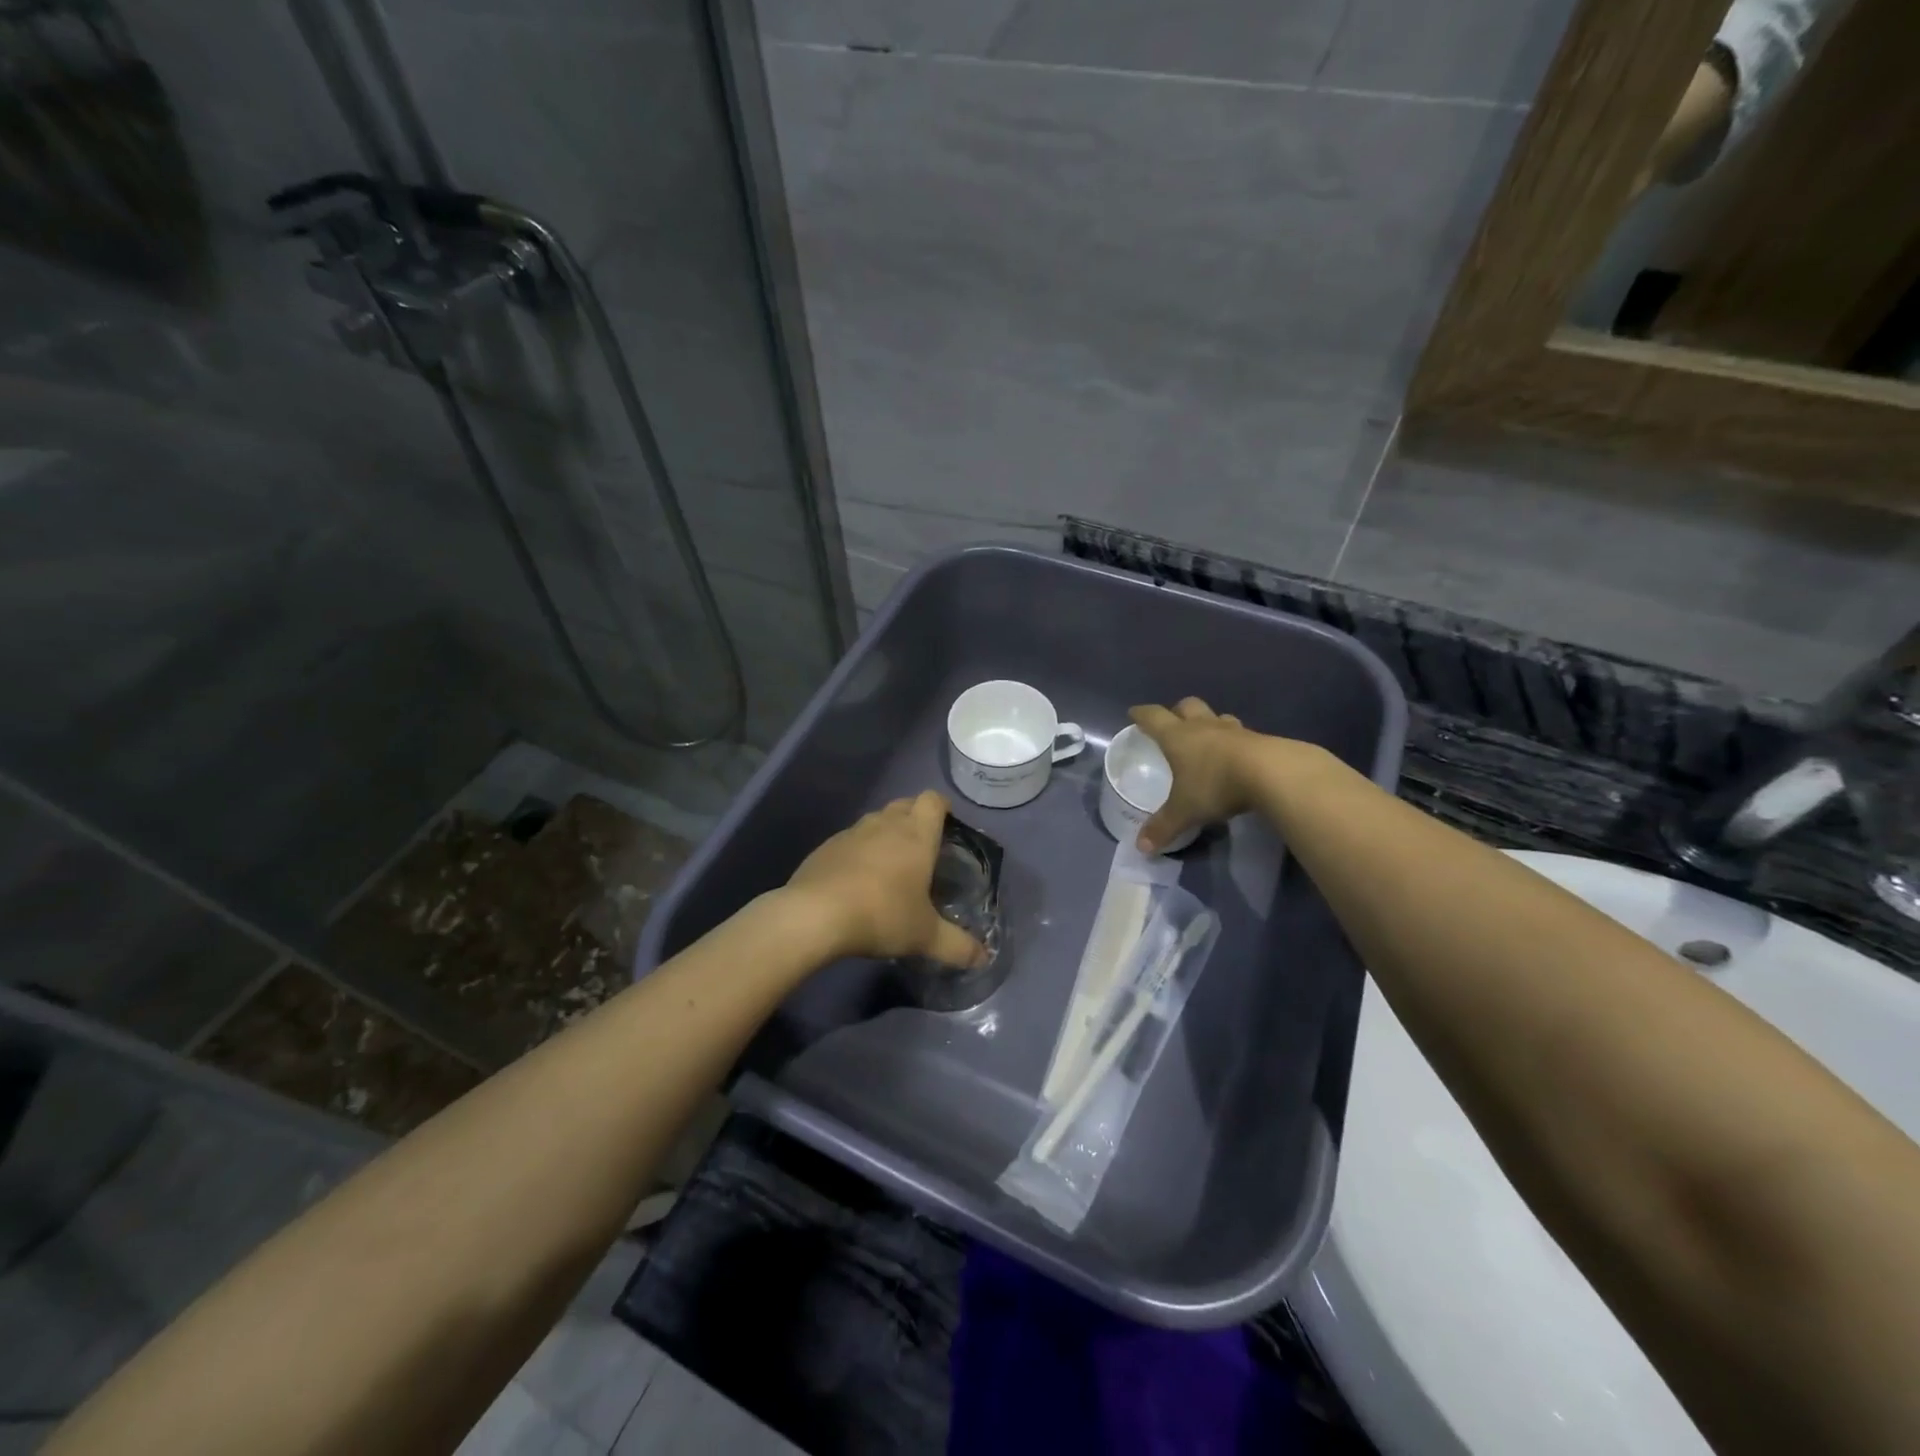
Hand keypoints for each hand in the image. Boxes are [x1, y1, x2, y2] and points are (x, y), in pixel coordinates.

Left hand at [785, 791, 988, 967]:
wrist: (815, 915)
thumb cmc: (882, 915)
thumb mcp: (925, 936)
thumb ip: (957, 946)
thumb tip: (984, 959)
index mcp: (916, 835)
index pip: (933, 800)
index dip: (942, 807)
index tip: (947, 825)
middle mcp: (884, 824)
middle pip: (904, 804)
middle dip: (915, 817)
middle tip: (922, 847)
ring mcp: (851, 833)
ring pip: (875, 820)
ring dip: (885, 833)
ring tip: (890, 865)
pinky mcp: (825, 847)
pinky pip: (850, 840)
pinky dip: (858, 851)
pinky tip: (857, 881)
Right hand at [1128, 698, 1264, 851]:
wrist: (1273, 773)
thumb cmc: (1216, 784)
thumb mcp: (1185, 811)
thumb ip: (1163, 827)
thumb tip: (1141, 847)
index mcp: (1178, 737)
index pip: (1153, 717)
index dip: (1141, 714)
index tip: (1134, 714)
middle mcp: (1204, 727)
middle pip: (1187, 706)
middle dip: (1177, 711)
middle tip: (1173, 724)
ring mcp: (1234, 731)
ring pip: (1217, 717)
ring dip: (1209, 723)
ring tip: (1207, 739)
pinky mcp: (1261, 740)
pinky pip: (1242, 734)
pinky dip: (1235, 741)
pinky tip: (1237, 757)